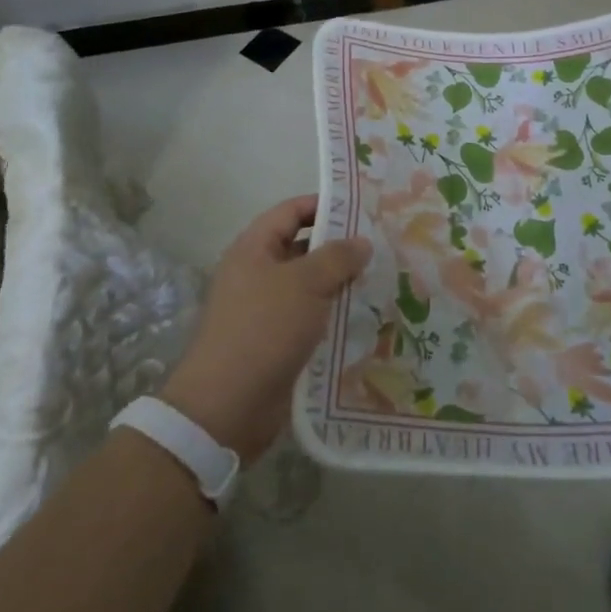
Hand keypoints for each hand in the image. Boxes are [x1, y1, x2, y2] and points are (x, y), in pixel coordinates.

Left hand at [160, 195, 369, 463]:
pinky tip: (366, 317)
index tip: (362, 207)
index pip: (291, 211)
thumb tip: (362, 241)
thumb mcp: (305, 284)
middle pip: (302, 248)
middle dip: (339, 247)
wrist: (227, 407)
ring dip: (341, 284)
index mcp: (254, 249)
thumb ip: (337, 257)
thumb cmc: (264, 329)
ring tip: (383, 279)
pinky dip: (334, 315)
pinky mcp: (276, 342)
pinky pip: (310, 318)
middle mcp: (257, 273)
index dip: (323, 205)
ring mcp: (266, 310)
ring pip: (310, 286)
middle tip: (381, 245)